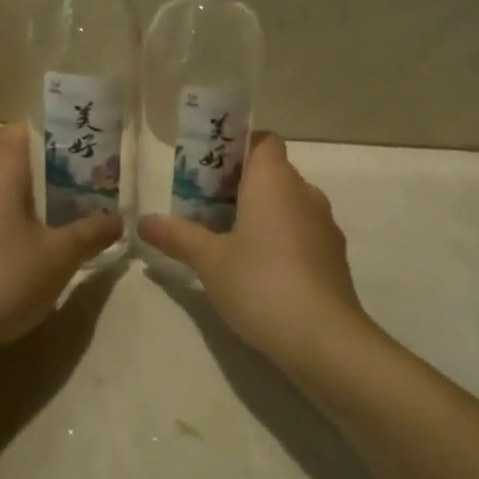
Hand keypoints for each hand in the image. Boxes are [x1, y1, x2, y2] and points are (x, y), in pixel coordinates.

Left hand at [0, 123, 121, 350]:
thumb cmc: (3, 278)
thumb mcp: (60, 256)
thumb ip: (92, 232)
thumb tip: (118, 220)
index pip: (30, 127)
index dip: (61, 134)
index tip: (90, 152)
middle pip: (12, 152)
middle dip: (48, 163)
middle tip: (83, 182)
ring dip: (25, 189)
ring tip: (60, 210)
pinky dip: (4, 210)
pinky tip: (24, 239)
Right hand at [140, 133, 376, 371]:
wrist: (323, 337)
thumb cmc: (260, 283)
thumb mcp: (209, 260)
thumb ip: (178, 236)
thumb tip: (144, 221)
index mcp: (274, 180)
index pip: (263, 141)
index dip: (238, 147)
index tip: (211, 170)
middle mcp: (304, 192)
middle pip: (272, 173)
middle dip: (240, 185)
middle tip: (206, 208)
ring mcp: (324, 224)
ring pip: (288, 204)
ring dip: (262, 214)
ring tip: (228, 241)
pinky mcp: (334, 255)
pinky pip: (302, 231)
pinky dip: (281, 238)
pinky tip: (260, 271)